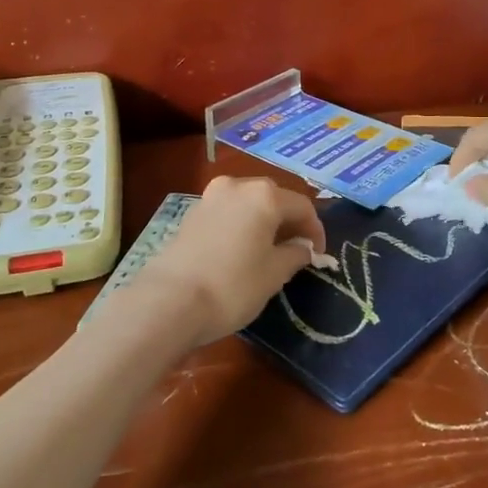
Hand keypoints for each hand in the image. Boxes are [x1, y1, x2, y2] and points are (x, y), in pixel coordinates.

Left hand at [137, 175, 324, 346]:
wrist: (170, 301)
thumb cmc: (232, 286)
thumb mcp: (274, 274)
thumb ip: (295, 254)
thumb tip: (302, 247)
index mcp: (264, 195)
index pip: (302, 206)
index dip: (315, 230)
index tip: (318, 255)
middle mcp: (237, 186)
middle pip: (274, 198)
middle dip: (288, 222)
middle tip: (296, 251)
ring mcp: (211, 197)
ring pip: (249, 204)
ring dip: (264, 222)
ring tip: (269, 252)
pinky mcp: (192, 213)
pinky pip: (228, 213)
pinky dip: (241, 225)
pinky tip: (241, 251)